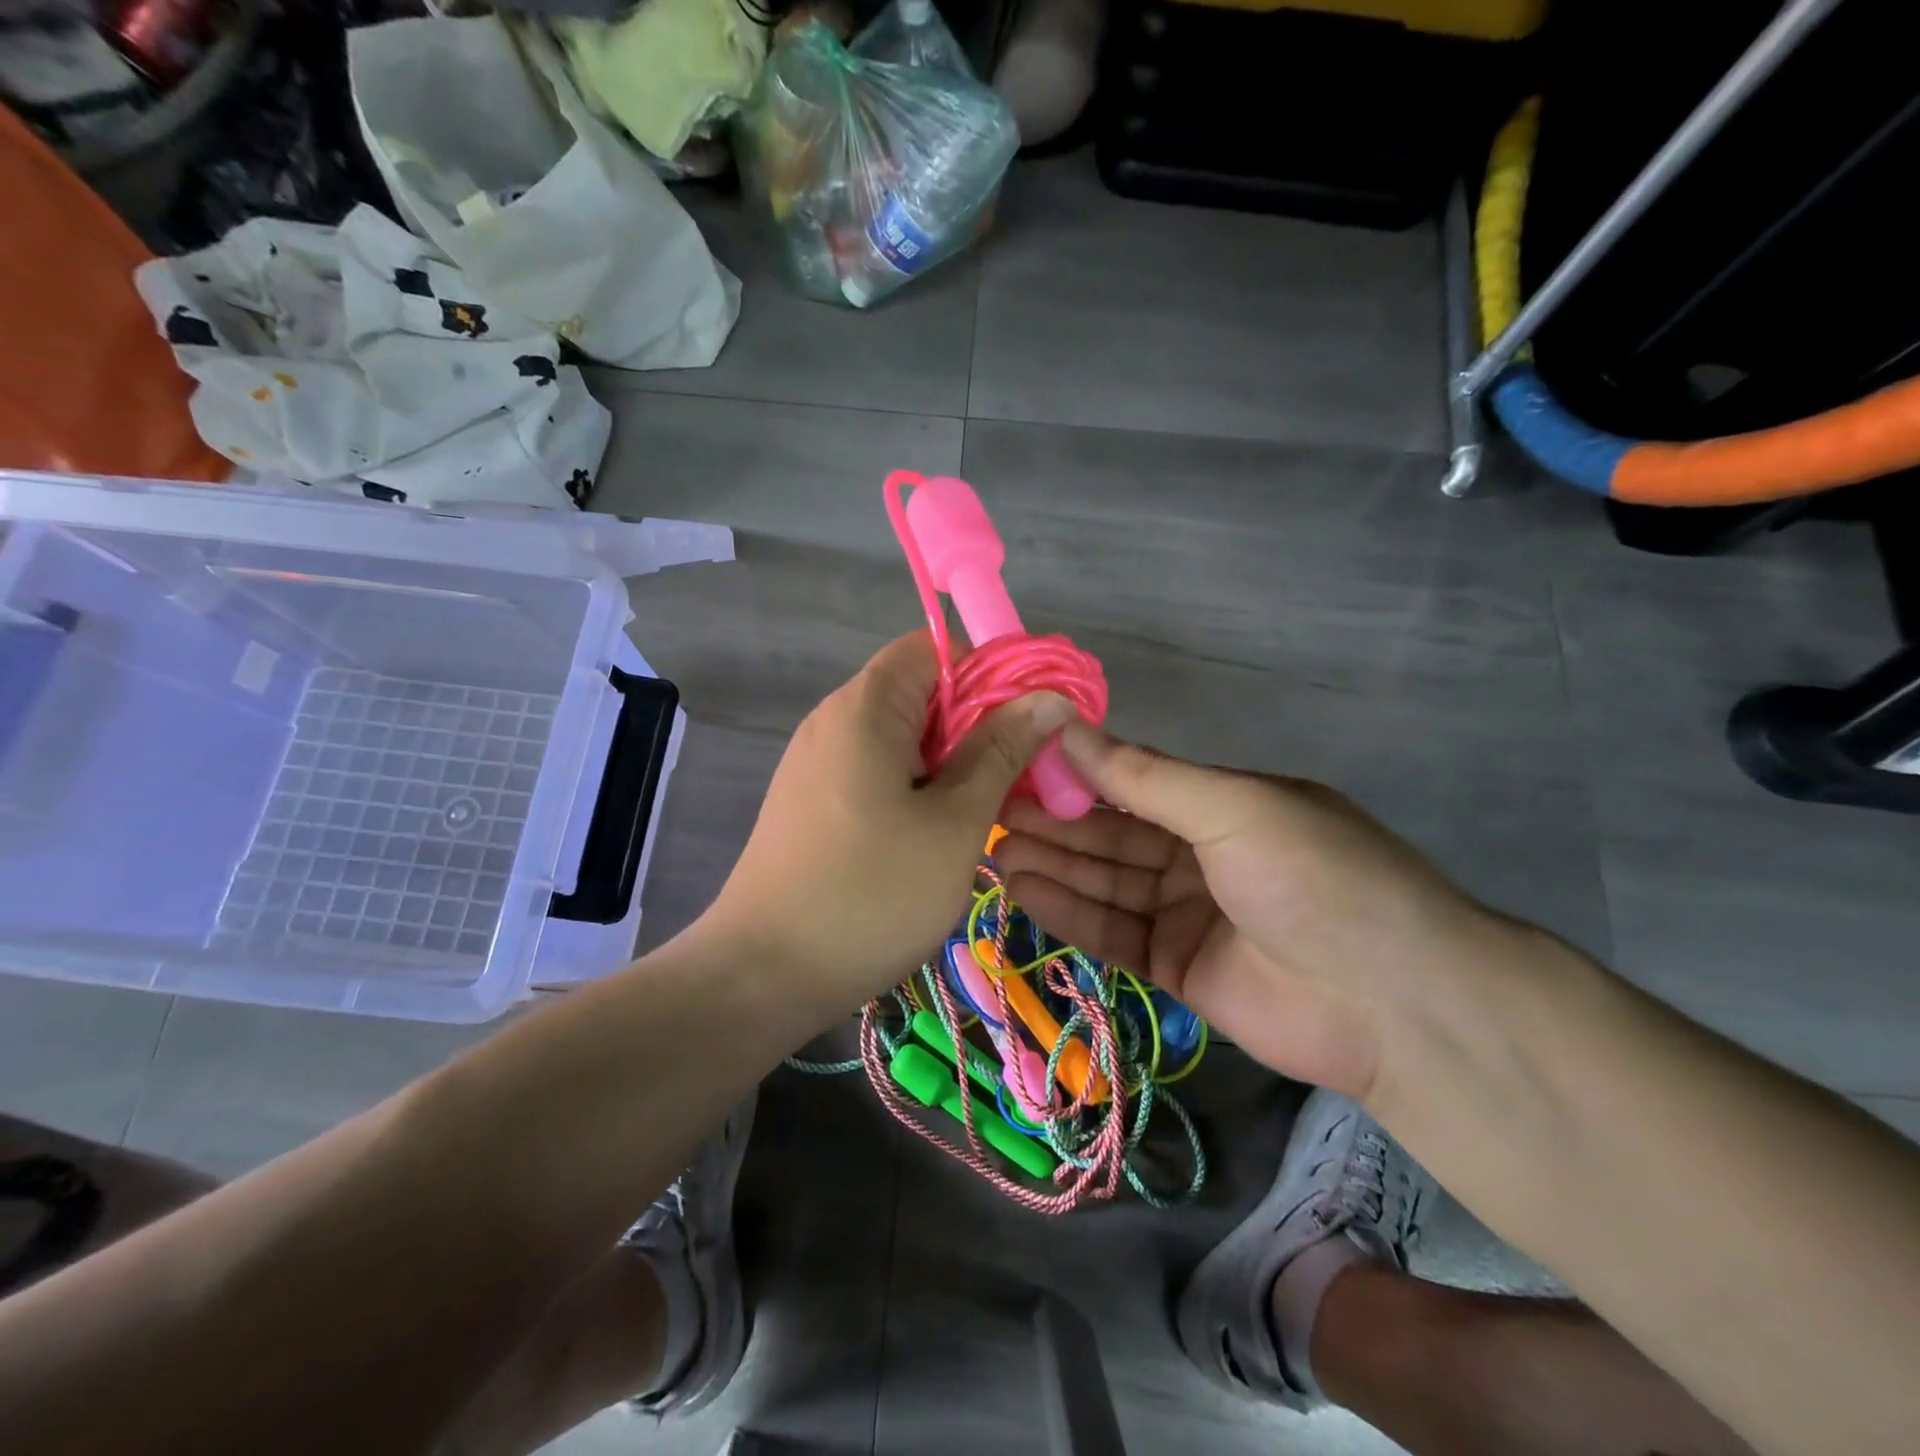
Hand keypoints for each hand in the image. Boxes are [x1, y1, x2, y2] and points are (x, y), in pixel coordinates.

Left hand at [702, 633, 1075, 1010]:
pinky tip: (932, 837)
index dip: (988, 673)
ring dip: (948, 763)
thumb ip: (1002, 751)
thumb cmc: (872, 893)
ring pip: (900, 737)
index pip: (934, 648)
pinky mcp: (810, 800)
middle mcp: (833, 719)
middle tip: (1015, 779)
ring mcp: (816, 762)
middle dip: (975, 726)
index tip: (1027, 724)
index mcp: (865, 707)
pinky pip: (874, 771)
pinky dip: (914, 787)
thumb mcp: (955, 822)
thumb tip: (1049, 697)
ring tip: (979, 815)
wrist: (763, 974)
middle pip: (918, 692)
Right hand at [994, 723, 1502, 1101]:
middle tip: (987, 813)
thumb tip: (1066, 727)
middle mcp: (1198, 852)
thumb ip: (1143, 776)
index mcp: (1219, 803)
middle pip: (1110, 833)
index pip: (1130, 781)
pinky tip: (1022, 892)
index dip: (1073, 773)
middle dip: (1052, 822)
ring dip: (1051, 865)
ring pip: (1104, 881)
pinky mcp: (1175, 966)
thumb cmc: (1315, 877)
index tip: (1014, 765)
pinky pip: (1112, 932)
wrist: (1394, 1004)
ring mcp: (1186, 912)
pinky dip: (1068, 912)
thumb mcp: (1232, 808)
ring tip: (992, 852)